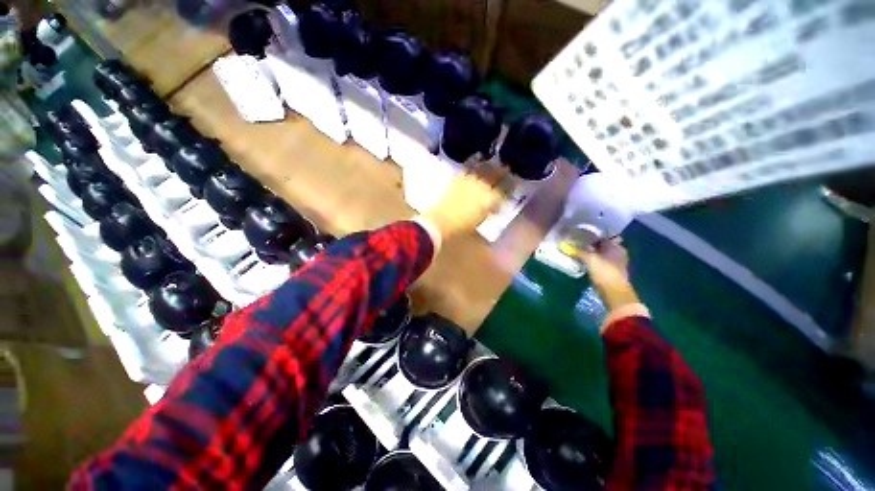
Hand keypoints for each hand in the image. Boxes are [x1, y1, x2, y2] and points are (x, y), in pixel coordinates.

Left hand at [421, 161, 507, 241]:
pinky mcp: (459, 178)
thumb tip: (494, 205)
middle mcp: (483, 187)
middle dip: (504, 171)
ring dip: (491, 164)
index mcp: (490, 200)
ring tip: (495, 161)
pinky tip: (478, 156)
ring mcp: (470, 180)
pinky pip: (469, 165)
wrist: (441, 221)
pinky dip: (474, 160)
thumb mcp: (481, 220)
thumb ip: (489, 210)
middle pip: (497, 174)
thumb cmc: (462, 226)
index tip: (515, 182)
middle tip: (508, 167)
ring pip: (484, 167)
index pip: (506, 189)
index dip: (512, 184)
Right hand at [576, 238, 639, 312]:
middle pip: (601, 245)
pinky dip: (592, 261)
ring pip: (600, 254)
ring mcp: (615, 263)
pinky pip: (599, 262)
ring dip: (590, 253)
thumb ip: (578, 251)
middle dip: (590, 244)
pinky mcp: (610, 271)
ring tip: (577, 251)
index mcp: (616, 246)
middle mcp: (618, 252)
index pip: (602, 236)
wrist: (613, 291)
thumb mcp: (589, 258)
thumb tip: (565, 246)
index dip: (591, 235)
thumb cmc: (604, 271)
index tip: (580, 234)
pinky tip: (583, 261)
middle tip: (576, 242)